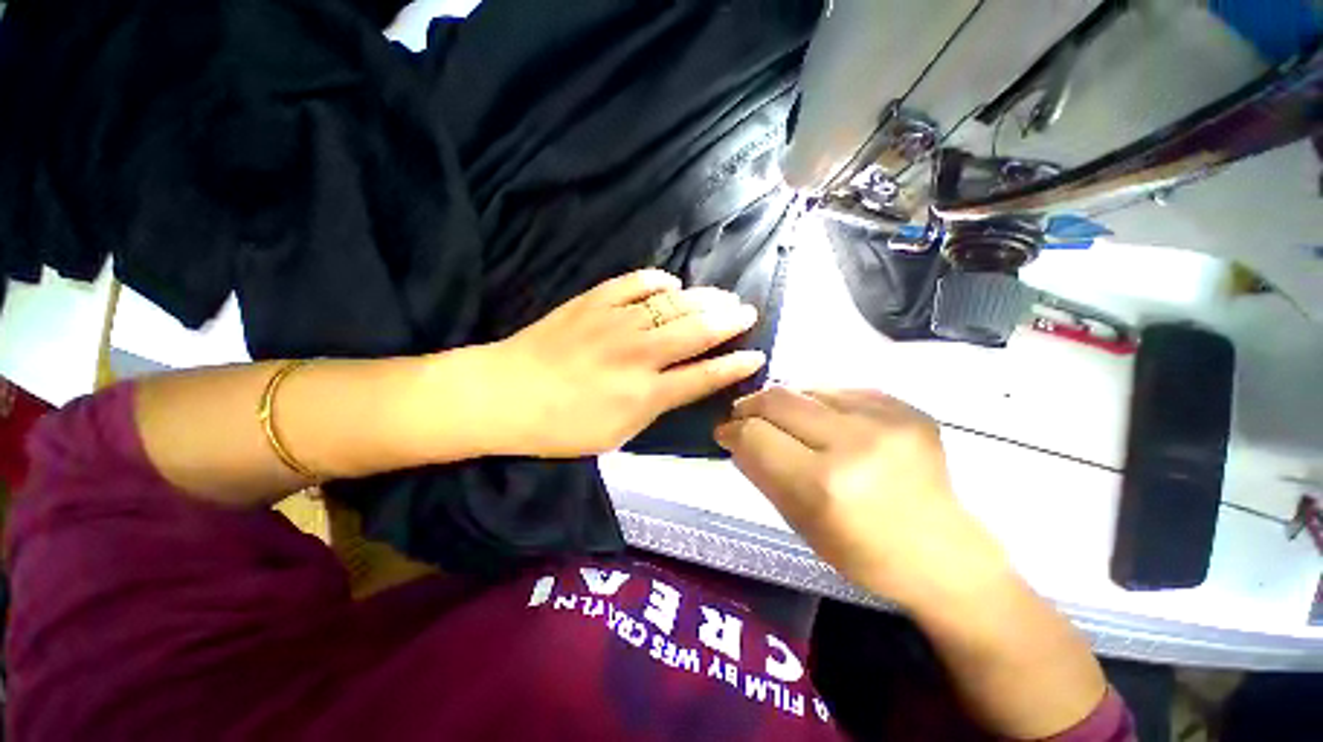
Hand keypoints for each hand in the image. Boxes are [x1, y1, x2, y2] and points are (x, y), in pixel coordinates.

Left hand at [481, 269, 765, 457]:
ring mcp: (615, 323)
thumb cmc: (561, 427)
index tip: (755, 355)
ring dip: (703, 299)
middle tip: (746, 311)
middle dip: (728, 320)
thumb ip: (654, 407)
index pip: (704, 376)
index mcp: (645, 393)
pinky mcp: (593, 302)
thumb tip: (682, 384)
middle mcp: (638, 354)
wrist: (504, 395)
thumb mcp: (616, 435)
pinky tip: (671, 283)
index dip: (733, 366)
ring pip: (672, 304)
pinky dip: (657, 281)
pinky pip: (634, 283)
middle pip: (696, 331)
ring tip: (723, 295)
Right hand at [715, 387, 1007, 605]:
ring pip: (806, 388)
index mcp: (824, 486)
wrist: (945, 553)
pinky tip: (826, 422)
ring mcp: (886, 419)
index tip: (725, 432)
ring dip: (785, 403)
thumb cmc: (864, 553)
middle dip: (750, 406)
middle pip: (777, 399)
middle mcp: (854, 443)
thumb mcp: (799, 523)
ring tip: (787, 422)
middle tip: (744, 416)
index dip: (732, 430)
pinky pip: (840, 390)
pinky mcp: (906, 407)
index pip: (754, 435)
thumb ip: (761, 473)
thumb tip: (735, 435)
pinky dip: (820, 403)